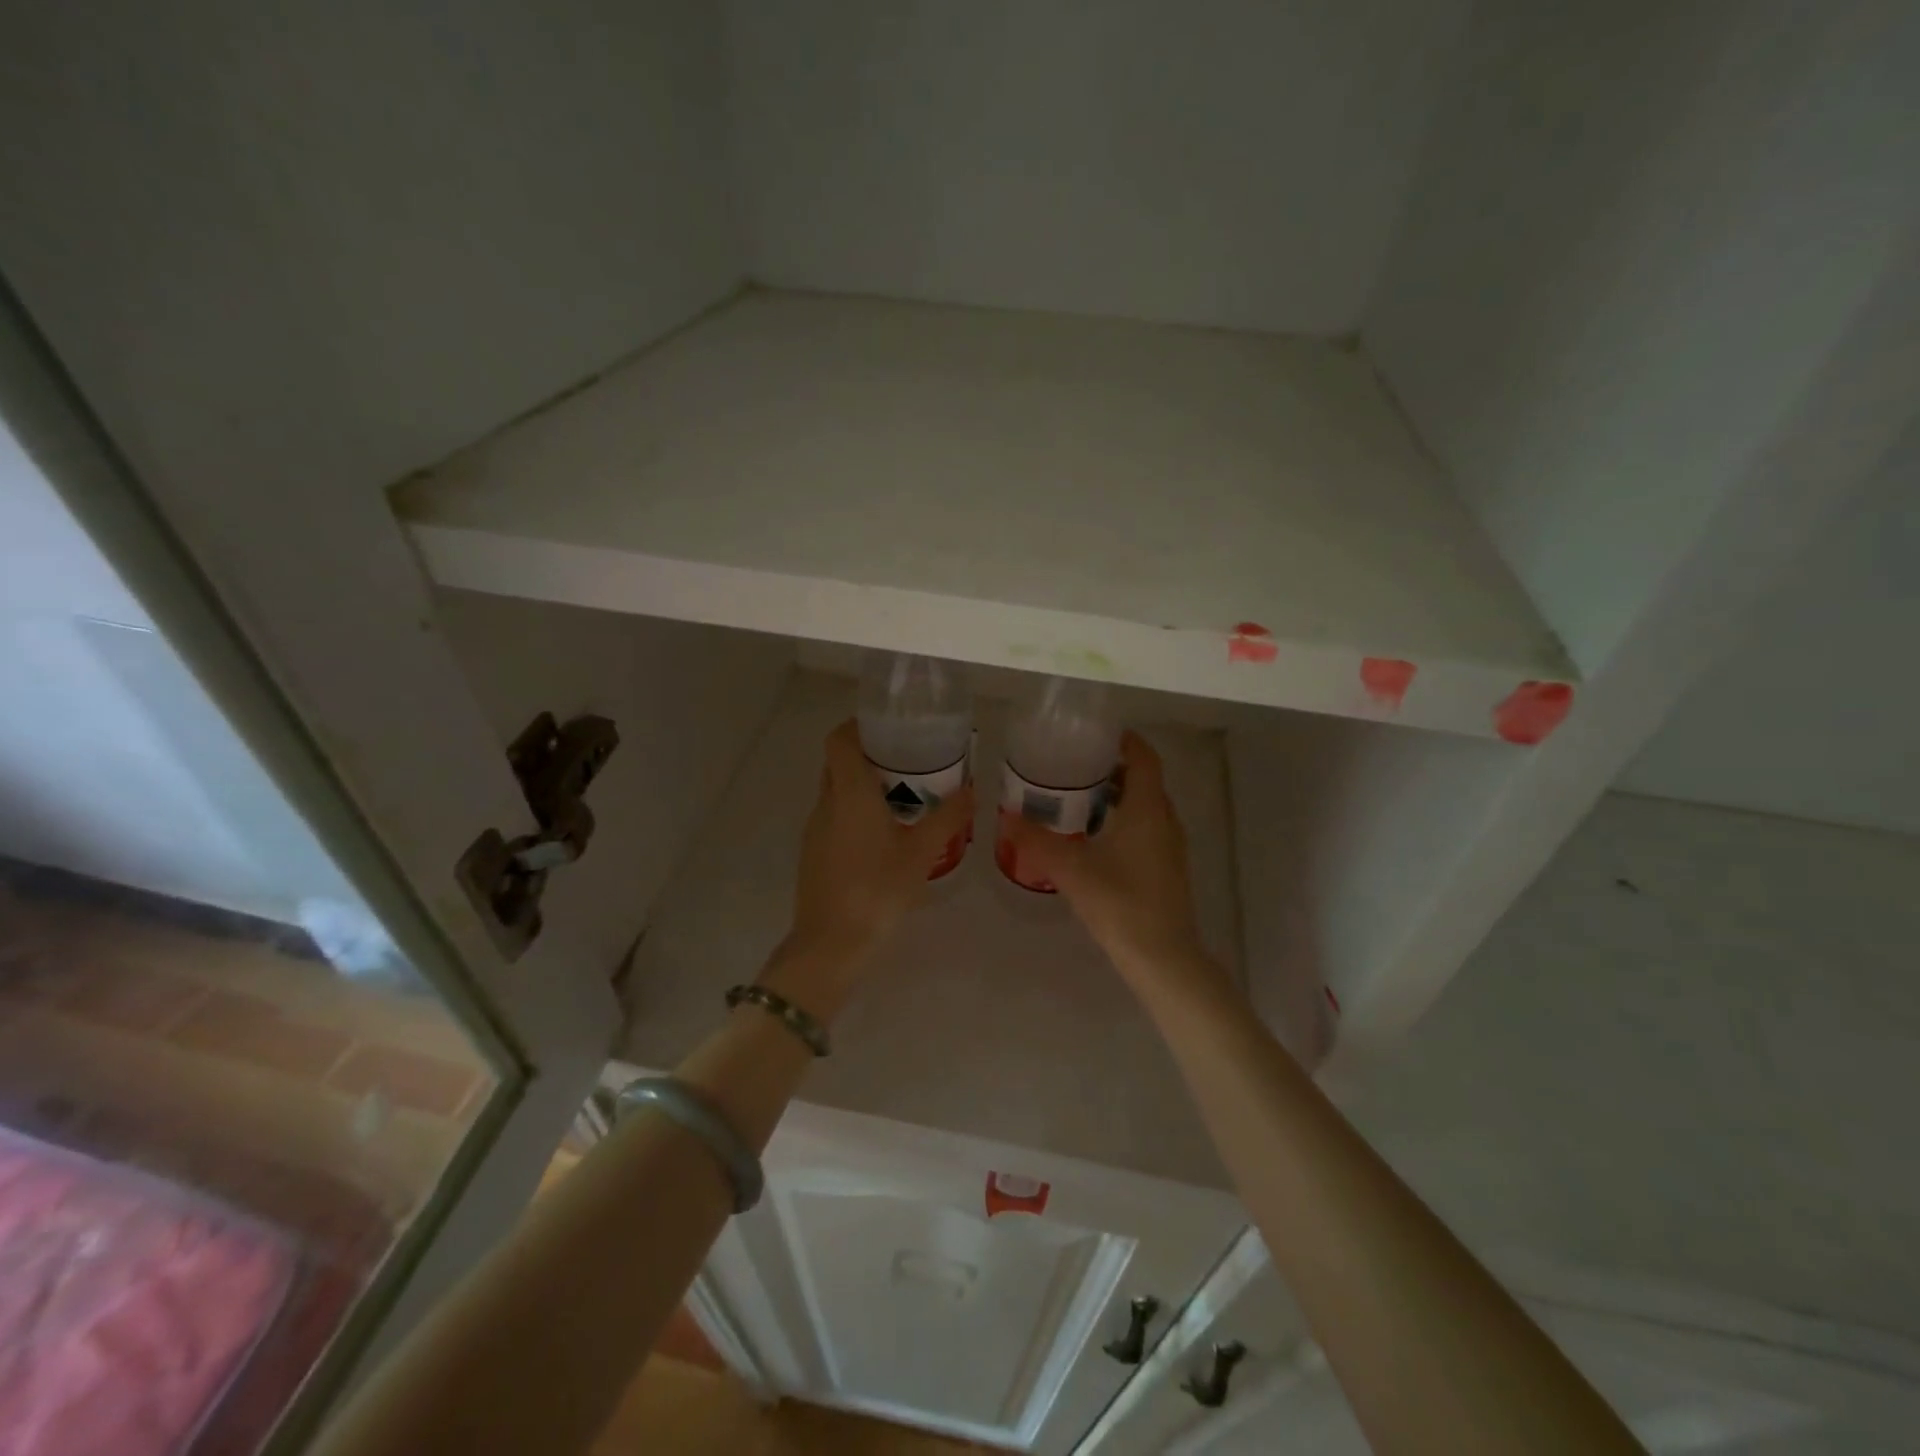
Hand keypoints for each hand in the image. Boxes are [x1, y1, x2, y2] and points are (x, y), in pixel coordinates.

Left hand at [778, 721, 973, 1000]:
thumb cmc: (877, 890)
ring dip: (864, 785)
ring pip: (836, 791)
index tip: (888, 725)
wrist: (831, 944)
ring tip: (904, 794)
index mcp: (849, 793)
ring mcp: (815, 830)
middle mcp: (826, 804)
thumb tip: (972, 789)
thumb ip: (947, 818)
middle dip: (868, 754)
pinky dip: (856, 811)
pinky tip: (886, 833)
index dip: (858, 725)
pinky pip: (835, 817)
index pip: (839, 740)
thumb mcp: (921, 853)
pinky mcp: (814, 853)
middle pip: (838, 762)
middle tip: (907, 758)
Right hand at [1000, 732, 1208, 980]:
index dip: (1125, 740)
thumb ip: (1037, 840)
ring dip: (1119, 794)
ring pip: (1146, 805)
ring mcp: (1169, 845)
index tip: (1094, 733)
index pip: (1144, 758)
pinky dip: (1124, 818)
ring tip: (1078, 796)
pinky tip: (1094, 835)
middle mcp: (1164, 820)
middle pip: (1144, 779)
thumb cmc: (1120, 904)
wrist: (1163, 957)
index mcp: (1147, 809)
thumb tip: (1005, 815)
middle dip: (1113, 766)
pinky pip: (1147, 827)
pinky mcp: (1167, 867)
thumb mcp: (1071, 869)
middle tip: (1075, 764)